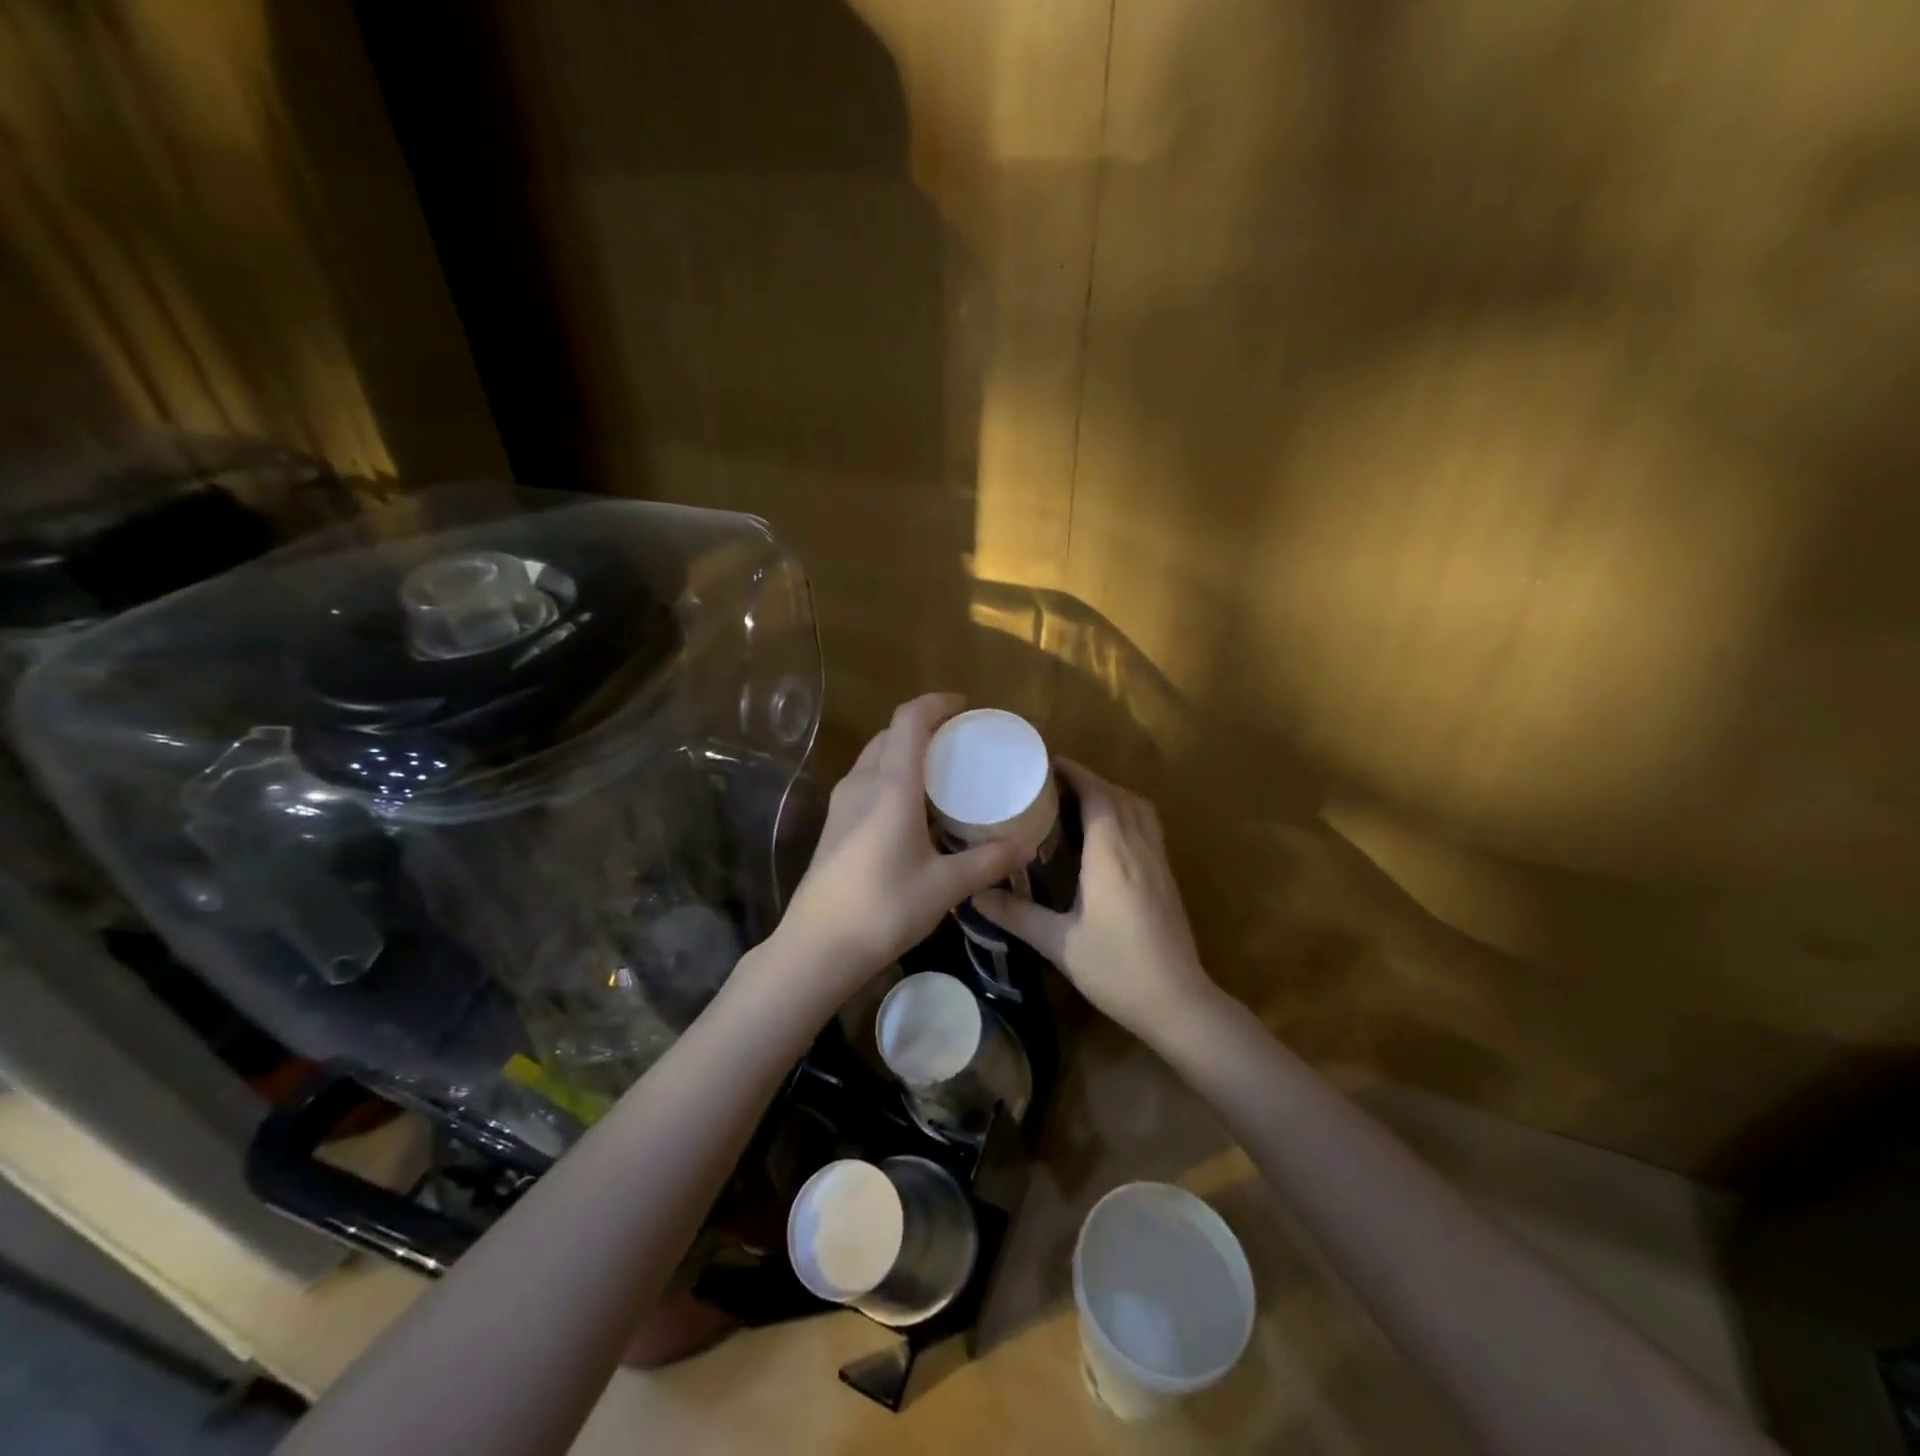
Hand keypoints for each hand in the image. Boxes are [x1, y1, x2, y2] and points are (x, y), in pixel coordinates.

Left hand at [772, 693, 1030, 990]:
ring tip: (940, 772)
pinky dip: (892, 776)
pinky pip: (866, 780)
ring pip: (875, 757)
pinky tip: (912, 808)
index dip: (936, 703)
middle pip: (891, 734)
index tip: (965, 707)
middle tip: (960, 742)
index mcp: (891, 786)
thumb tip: (1026, 846)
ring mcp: (842, 803)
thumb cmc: (884, 908)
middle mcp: (863, 783)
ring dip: (905, 752)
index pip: (909, 720)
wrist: (817, 947)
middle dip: (925, 727)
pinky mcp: (834, 824)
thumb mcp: (945, 886)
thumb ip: (988, 861)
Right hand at [975, 760, 1216, 1036]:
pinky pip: (1147, 827)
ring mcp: (1158, 861)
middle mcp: (1138, 846)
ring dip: (1110, 795)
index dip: (1074, 773)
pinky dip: (1125, 814)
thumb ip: (1016, 915)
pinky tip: (1105, 837)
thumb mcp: (1057, 943)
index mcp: (1111, 853)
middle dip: (1088, 781)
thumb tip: (975, 895)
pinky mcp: (1166, 877)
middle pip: (1118, 795)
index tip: (1046, 764)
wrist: (1177, 1001)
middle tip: (1052, 784)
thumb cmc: (1115, 968)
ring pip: (1138, 809)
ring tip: (1077, 802)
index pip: (1096, 794)